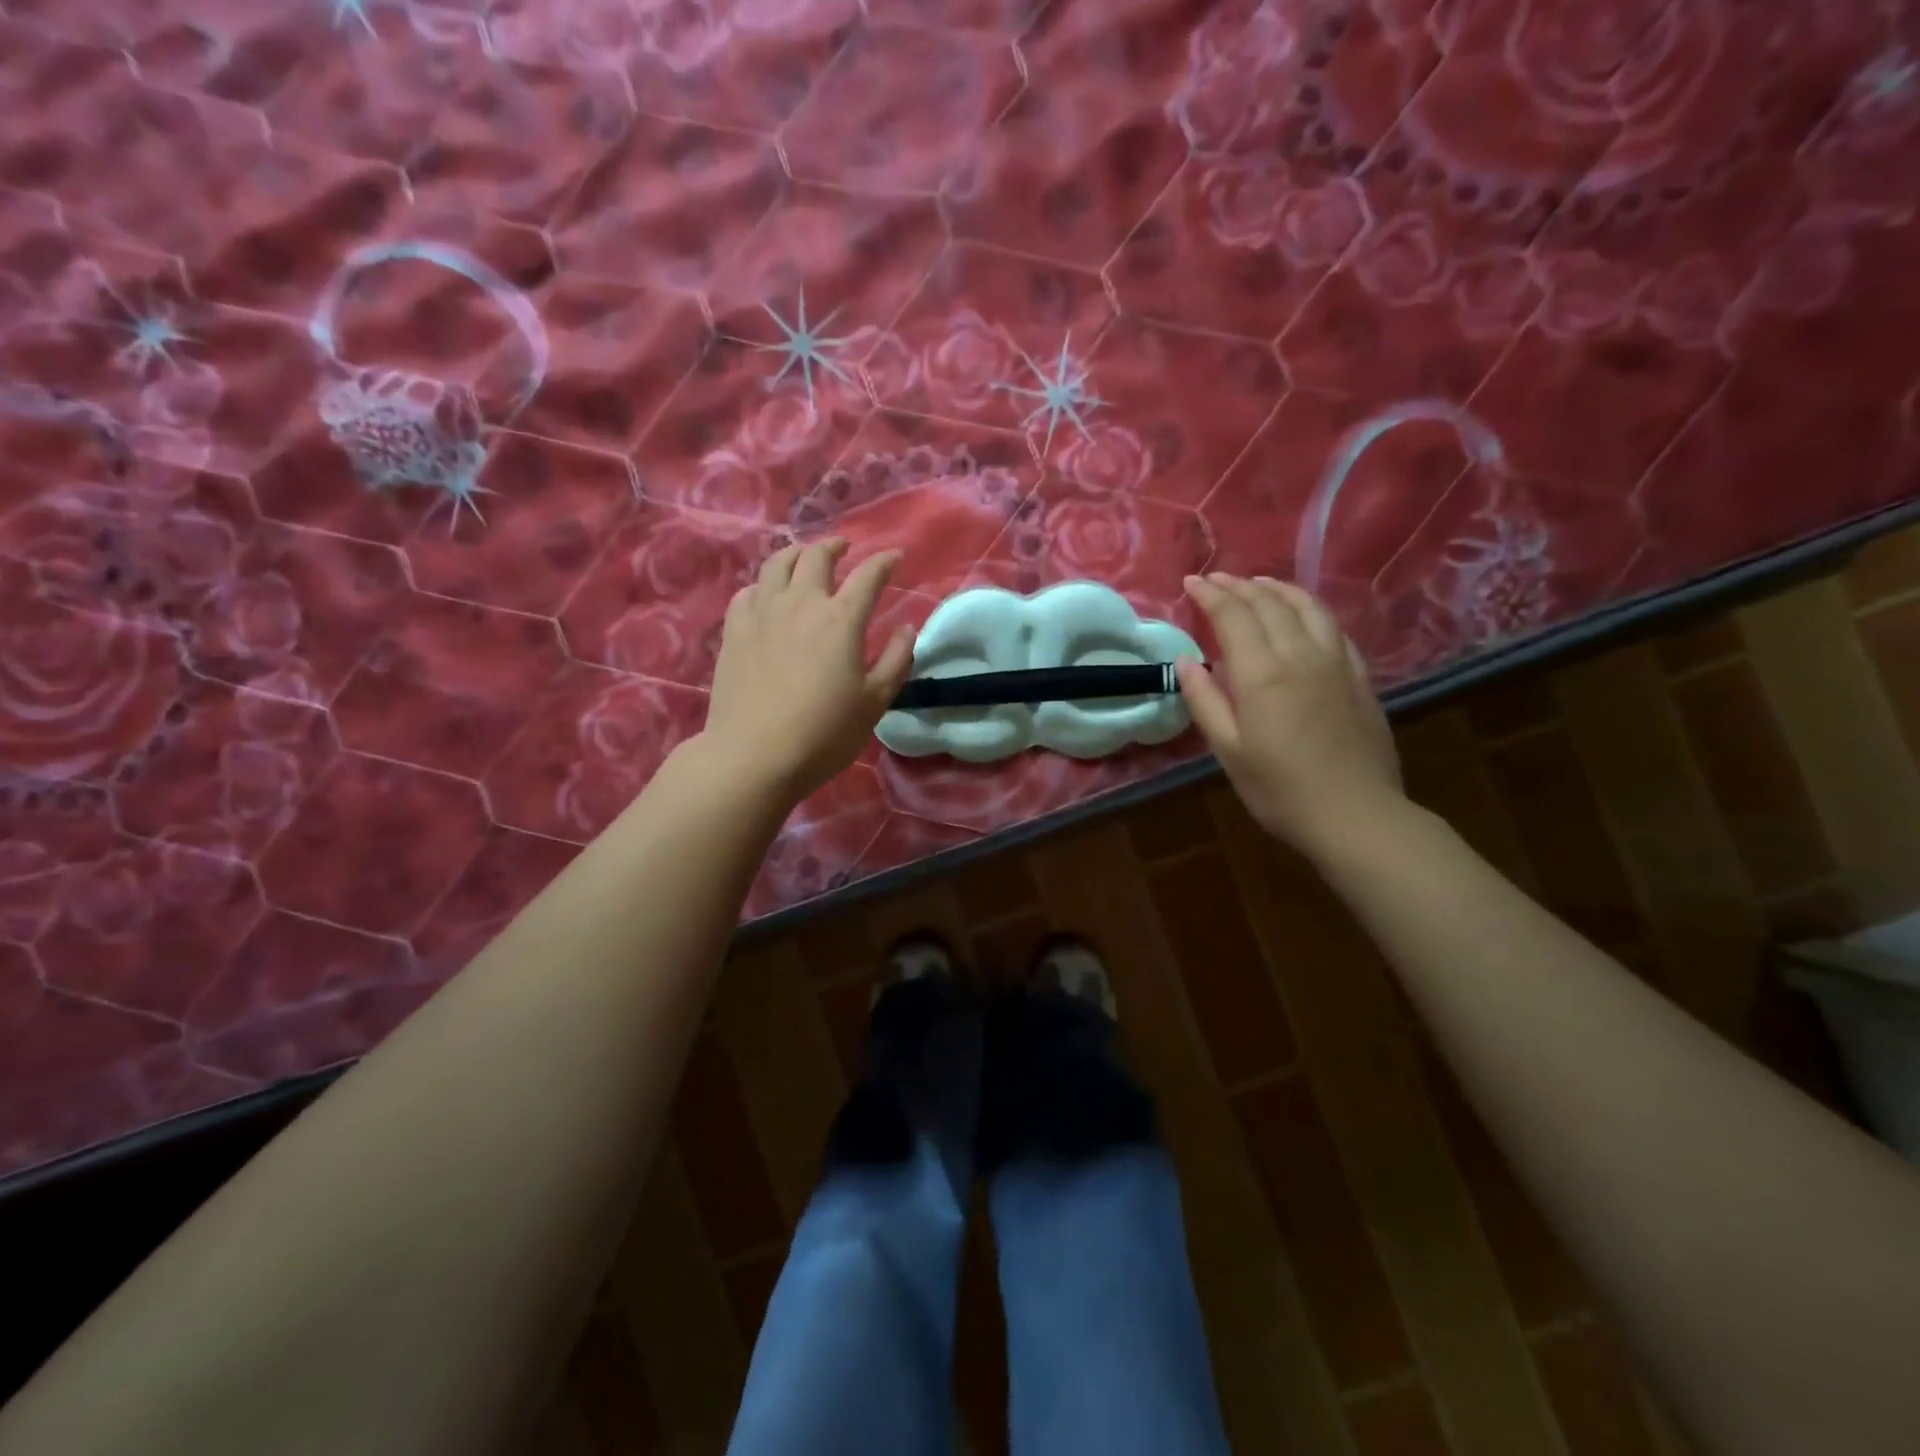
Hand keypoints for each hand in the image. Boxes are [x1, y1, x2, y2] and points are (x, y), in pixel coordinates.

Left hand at [701, 538, 914, 802]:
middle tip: (844, 548)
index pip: (868, 576)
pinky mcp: (734, 629)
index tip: (894, 556)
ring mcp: (762, 612)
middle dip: (835, 546)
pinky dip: (765, 583)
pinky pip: (749, 590)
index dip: (884, 562)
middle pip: (817, 557)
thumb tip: (907, 628)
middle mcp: (801, 604)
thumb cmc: (824, 733)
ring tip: (805, 558)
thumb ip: (896, 660)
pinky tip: (768, 594)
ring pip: (778, 563)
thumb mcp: (874, 702)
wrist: (755, 754)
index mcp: (841, 620)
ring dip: (797, 553)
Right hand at [1176, 573, 1402, 853]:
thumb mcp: (1228, 751)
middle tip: (1216, 579)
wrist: (1356, 815)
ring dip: (1278, 588)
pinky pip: (1333, 627)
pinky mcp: (1359, 676)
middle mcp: (1300, 655)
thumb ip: (1205, 701)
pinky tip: (1302, 614)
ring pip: (1307, 607)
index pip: (1233, 616)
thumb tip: (1186, 661)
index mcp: (1262, 674)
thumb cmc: (1280, 790)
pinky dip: (1310, 609)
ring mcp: (1336, 662)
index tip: (1192, 582)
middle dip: (1239, 585)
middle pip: (1269, 604)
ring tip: (1258, 583)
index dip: (1210, 594)